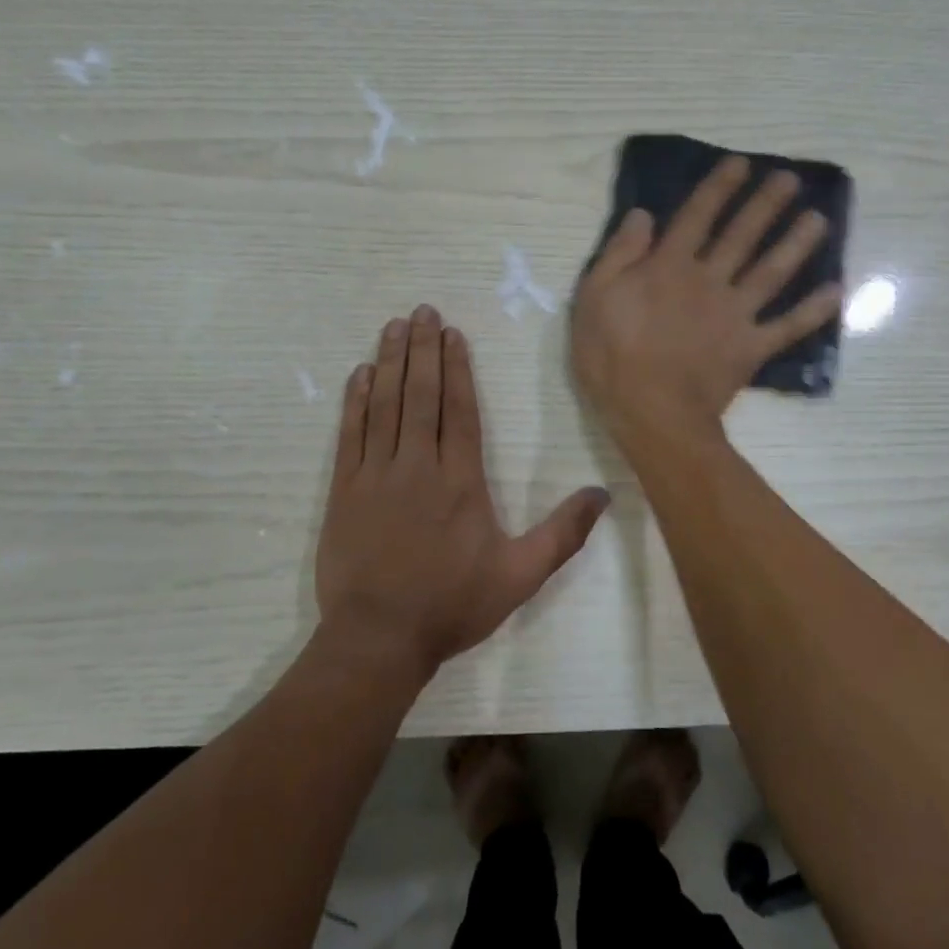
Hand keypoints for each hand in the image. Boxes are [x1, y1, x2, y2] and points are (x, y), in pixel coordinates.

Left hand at [315, 305, 610, 677]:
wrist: (379, 638)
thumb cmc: (452, 605)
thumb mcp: (520, 576)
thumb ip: (562, 534)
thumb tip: (603, 495)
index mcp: (461, 481)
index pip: (459, 410)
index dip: (456, 367)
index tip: (452, 333)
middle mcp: (418, 466)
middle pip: (421, 396)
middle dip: (423, 350)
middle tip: (421, 311)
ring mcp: (376, 476)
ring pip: (384, 406)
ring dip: (391, 363)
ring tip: (394, 327)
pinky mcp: (344, 491)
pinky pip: (351, 434)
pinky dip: (355, 401)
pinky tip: (360, 374)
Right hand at [571, 156, 842, 449]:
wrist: (650, 412)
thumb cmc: (611, 357)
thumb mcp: (593, 298)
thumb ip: (619, 254)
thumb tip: (643, 215)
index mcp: (669, 267)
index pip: (697, 216)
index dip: (719, 188)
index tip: (741, 164)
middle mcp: (709, 280)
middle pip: (742, 235)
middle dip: (766, 204)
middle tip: (791, 179)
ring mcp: (735, 314)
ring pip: (771, 271)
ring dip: (796, 243)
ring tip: (819, 219)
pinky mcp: (750, 347)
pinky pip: (787, 326)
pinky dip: (813, 311)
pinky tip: (836, 292)